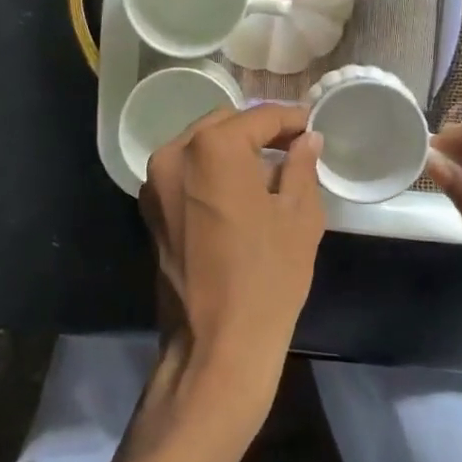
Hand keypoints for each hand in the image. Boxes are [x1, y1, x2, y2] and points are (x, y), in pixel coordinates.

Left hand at [139, 105, 327, 413]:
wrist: (216, 345)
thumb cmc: (268, 276)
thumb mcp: (299, 215)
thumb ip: (301, 164)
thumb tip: (307, 138)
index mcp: (213, 147)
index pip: (260, 117)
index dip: (291, 119)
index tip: (313, 124)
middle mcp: (174, 153)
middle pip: (224, 125)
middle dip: (259, 131)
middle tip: (294, 145)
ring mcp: (155, 182)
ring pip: (200, 146)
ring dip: (233, 149)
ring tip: (269, 169)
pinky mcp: (149, 209)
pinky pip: (185, 172)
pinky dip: (211, 171)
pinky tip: (240, 192)